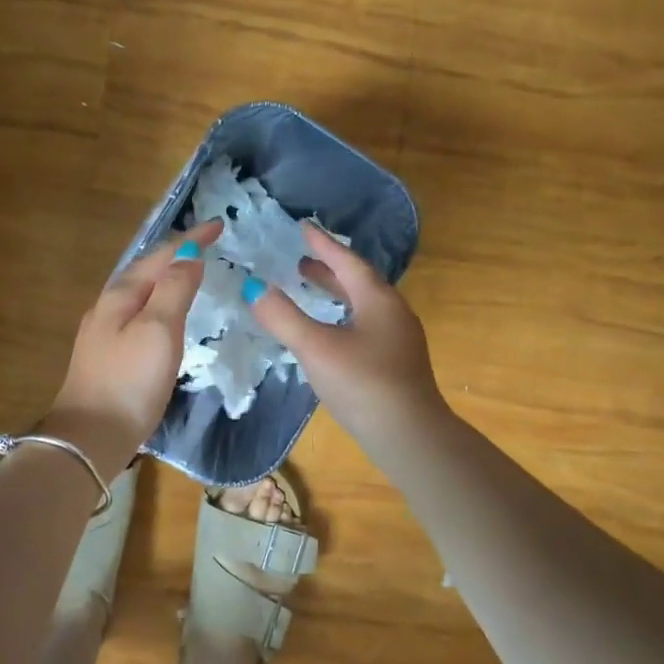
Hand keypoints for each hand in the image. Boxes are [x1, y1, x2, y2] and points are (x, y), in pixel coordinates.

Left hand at [47, 219, 222, 467]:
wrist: (90, 439)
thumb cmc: (129, 381)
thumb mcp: (159, 329)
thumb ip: (175, 288)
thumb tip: (189, 255)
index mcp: (121, 295)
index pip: (161, 255)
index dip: (191, 238)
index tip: (219, 225)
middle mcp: (108, 307)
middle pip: (146, 270)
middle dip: (177, 253)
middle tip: (207, 245)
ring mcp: (105, 333)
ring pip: (141, 292)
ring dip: (167, 277)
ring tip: (192, 273)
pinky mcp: (109, 358)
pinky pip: (139, 315)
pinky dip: (160, 303)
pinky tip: (168, 317)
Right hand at [245, 223, 445, 444]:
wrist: (409, 436)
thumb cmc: (362, 383)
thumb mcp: (316, 347)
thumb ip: (283, 317)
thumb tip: (254, 288)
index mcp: (378, 300)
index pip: (348, 262)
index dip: (323, 245)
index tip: (304, 228)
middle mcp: (393, 313)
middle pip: (358, 282)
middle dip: (329, 270)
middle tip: (301, 262)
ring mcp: (398, 340)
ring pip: (362, 306)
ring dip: (336, 294)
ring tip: (309, 290)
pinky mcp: (396, 364)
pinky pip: (365, 326)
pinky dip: (342, 318)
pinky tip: (328, 334)